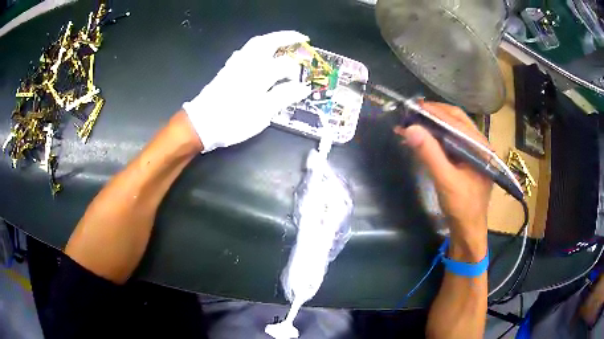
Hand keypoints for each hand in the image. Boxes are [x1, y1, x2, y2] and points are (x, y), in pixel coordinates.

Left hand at [183, 31, 311, 152]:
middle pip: (269, 42)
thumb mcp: (261, 114)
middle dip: (287, 38)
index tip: (304, 83)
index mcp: (259, 74)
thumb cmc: (232, 121)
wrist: (200, 124)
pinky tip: (261, 53)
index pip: (285, 65)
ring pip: (256, 43)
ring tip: (284, 43)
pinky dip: (258, 46)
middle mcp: (248, 63)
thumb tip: (303, 88)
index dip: (297, 72)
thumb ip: (283, 97)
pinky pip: (245, 50)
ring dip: (272, 39)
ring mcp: (236, 64)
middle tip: (301, 39)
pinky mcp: (227, 68)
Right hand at [394, 102, 491, 258]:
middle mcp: (479, 144)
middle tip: (412, 112)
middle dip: (434, 113)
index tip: (412, 106)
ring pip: (453, 128)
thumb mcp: (445, 180)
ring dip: (434, 124)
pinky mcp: (466, 159)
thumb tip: (410, 128)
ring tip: (414, 122)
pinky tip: (423, 138)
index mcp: (480, 146)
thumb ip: (430, 154)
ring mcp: (473, 151)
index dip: (434, 111)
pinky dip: (436, 136)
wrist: (468, 229)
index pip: (456, 120)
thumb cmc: (461, 206)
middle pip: (456, 119)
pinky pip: (451, 140)